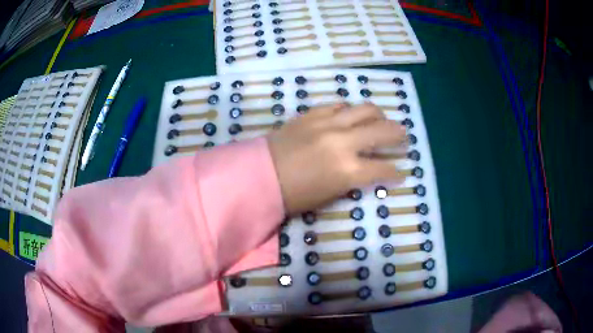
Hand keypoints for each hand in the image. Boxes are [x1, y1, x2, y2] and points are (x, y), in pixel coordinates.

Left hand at [267, 102, 406, 214]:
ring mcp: (327, 124)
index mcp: (347, 171)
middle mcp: (343, 143)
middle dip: (398, 135)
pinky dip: (349, 110)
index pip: (383, 168)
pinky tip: (350, 116)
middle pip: (382, 131)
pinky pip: (338, 105)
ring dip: (378, 115)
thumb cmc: (293, 196)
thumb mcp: (329, 195)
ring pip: (365, 109)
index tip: (400, 171)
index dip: (395, 171)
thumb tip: (368, 170)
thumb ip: (353, 179)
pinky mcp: (312, 114)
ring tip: (381, 120)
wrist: (259, 177)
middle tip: (404, 136)